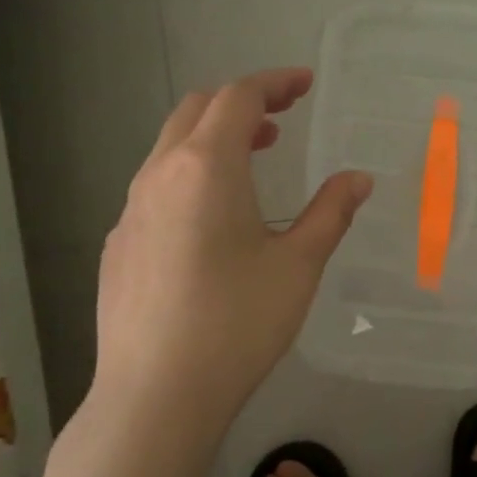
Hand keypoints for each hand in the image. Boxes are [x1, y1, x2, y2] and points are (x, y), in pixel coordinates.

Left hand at [87, 68, 371, 437]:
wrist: (156, 394)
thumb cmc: (237, 324)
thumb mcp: (298, 266)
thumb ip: (331, 213)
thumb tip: (357, 179)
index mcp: (206, 167)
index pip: (239, 97)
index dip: (275, 83)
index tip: (305, 84)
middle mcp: (159, 174)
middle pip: (197, 111)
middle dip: (242, 103)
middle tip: (282, 119)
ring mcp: (129, 209)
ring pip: (171, 148)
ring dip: (213, 140)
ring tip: (252, 161)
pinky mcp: (118, 244)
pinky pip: (155, 187)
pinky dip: (189, 176)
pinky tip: (210, 222)